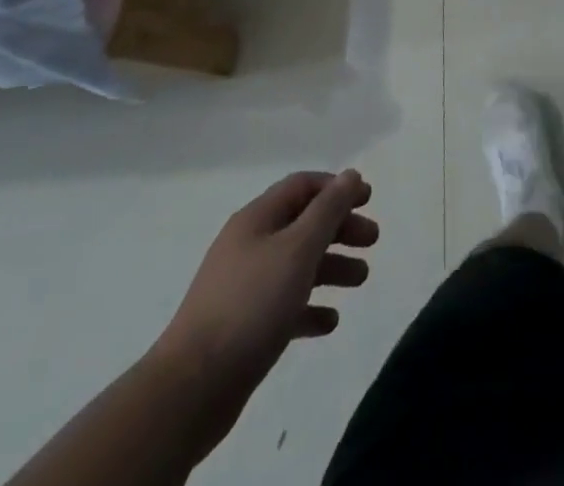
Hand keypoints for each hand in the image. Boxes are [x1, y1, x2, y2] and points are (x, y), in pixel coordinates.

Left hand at [153, 170, 378, 392]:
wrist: (191, 388)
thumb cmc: (251, 304)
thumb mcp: (298, 248)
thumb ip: (328, 210)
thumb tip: (350, 175)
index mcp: (257, 219)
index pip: (302, 187)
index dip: (337, 188)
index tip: (368, 199)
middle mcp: (249, 245)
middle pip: (303, 224)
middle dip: (340, 228)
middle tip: (373, 240)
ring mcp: (244, 288)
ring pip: (297, 265)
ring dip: (331, 267)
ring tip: (361, 280)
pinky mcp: (243, 328)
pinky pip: (284, 306)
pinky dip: (310, 308)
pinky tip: (330, 321)